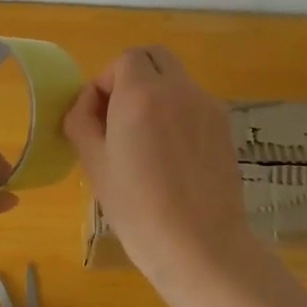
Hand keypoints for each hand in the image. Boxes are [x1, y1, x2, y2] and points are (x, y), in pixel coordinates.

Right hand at [63, 46, 260, 303]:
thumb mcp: (95, 164)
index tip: (98, 116)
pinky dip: (177, 114)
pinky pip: (194, 104)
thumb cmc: (138, 209)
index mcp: (142, 94)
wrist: (201, 248)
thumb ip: (82, 121)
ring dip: (156, 94)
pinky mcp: (224, 128)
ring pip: (176, 81)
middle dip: (133, 77)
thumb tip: (88, 103)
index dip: (106, 81)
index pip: (124, 59)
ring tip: (146, 142)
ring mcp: (207, 107)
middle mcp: (179, 90)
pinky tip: (171, 157)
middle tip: (119, 117)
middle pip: (155, 58)